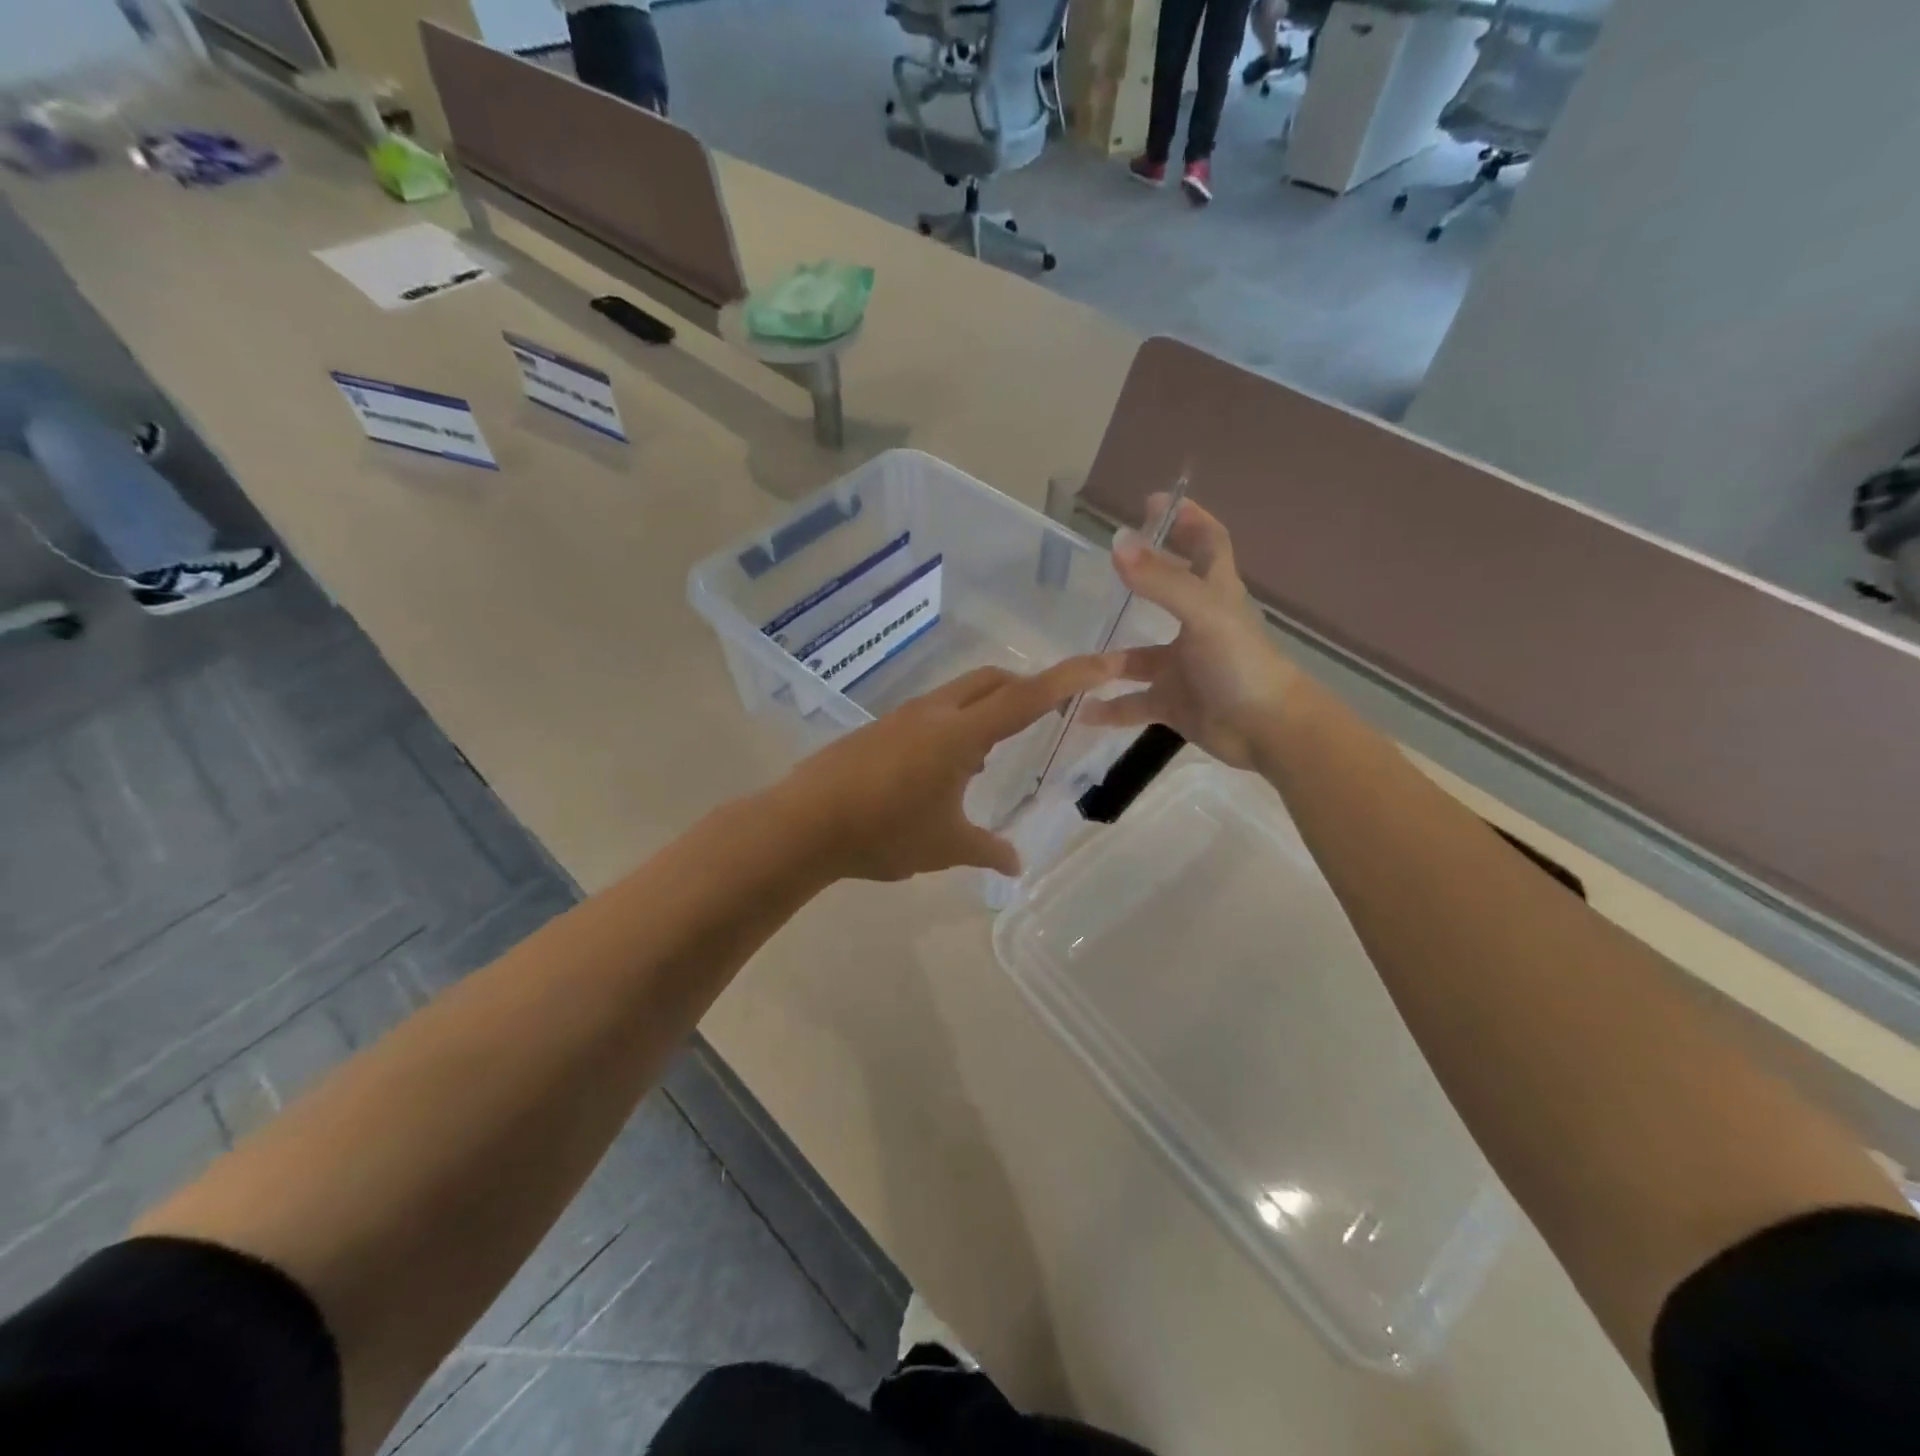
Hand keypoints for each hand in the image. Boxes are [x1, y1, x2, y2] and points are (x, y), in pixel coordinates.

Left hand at [772, 654, 1120, 881]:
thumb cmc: (883, 832)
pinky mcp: (881, 730)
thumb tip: (1017, 863)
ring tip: (991, 760)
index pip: (1026, 697)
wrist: (803, 824)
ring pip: (960, 697)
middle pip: (993, 682)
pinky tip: (948, 772)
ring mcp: (903, 718)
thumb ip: (986, 850)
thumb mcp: (945, 846)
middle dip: (1027, 690)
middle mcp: (934, 713)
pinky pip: (933, 716)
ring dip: (987, 713)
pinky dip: (956, 729)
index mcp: (960, 733)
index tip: (1104, 664)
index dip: (1069, 678)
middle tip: (1048, 718)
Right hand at [1080, 497, 1297, 767]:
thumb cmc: (1240, 664)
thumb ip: (1160, 581)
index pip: (1207, 543)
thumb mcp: (1202, 614)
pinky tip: (1081, 710)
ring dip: (1110, 660)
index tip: (1154, 502)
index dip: (1188, 519)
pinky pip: (1134, 703)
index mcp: (1214, 595)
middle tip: (1105, 563)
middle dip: (1141, 576)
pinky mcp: (1174, 703)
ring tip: (1074, 657)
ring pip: (1139, 658)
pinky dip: (1110, 707)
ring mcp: (1184, 667)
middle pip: (1168, 593)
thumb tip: (1118, 541)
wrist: (1267, 731)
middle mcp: (1198, 626)